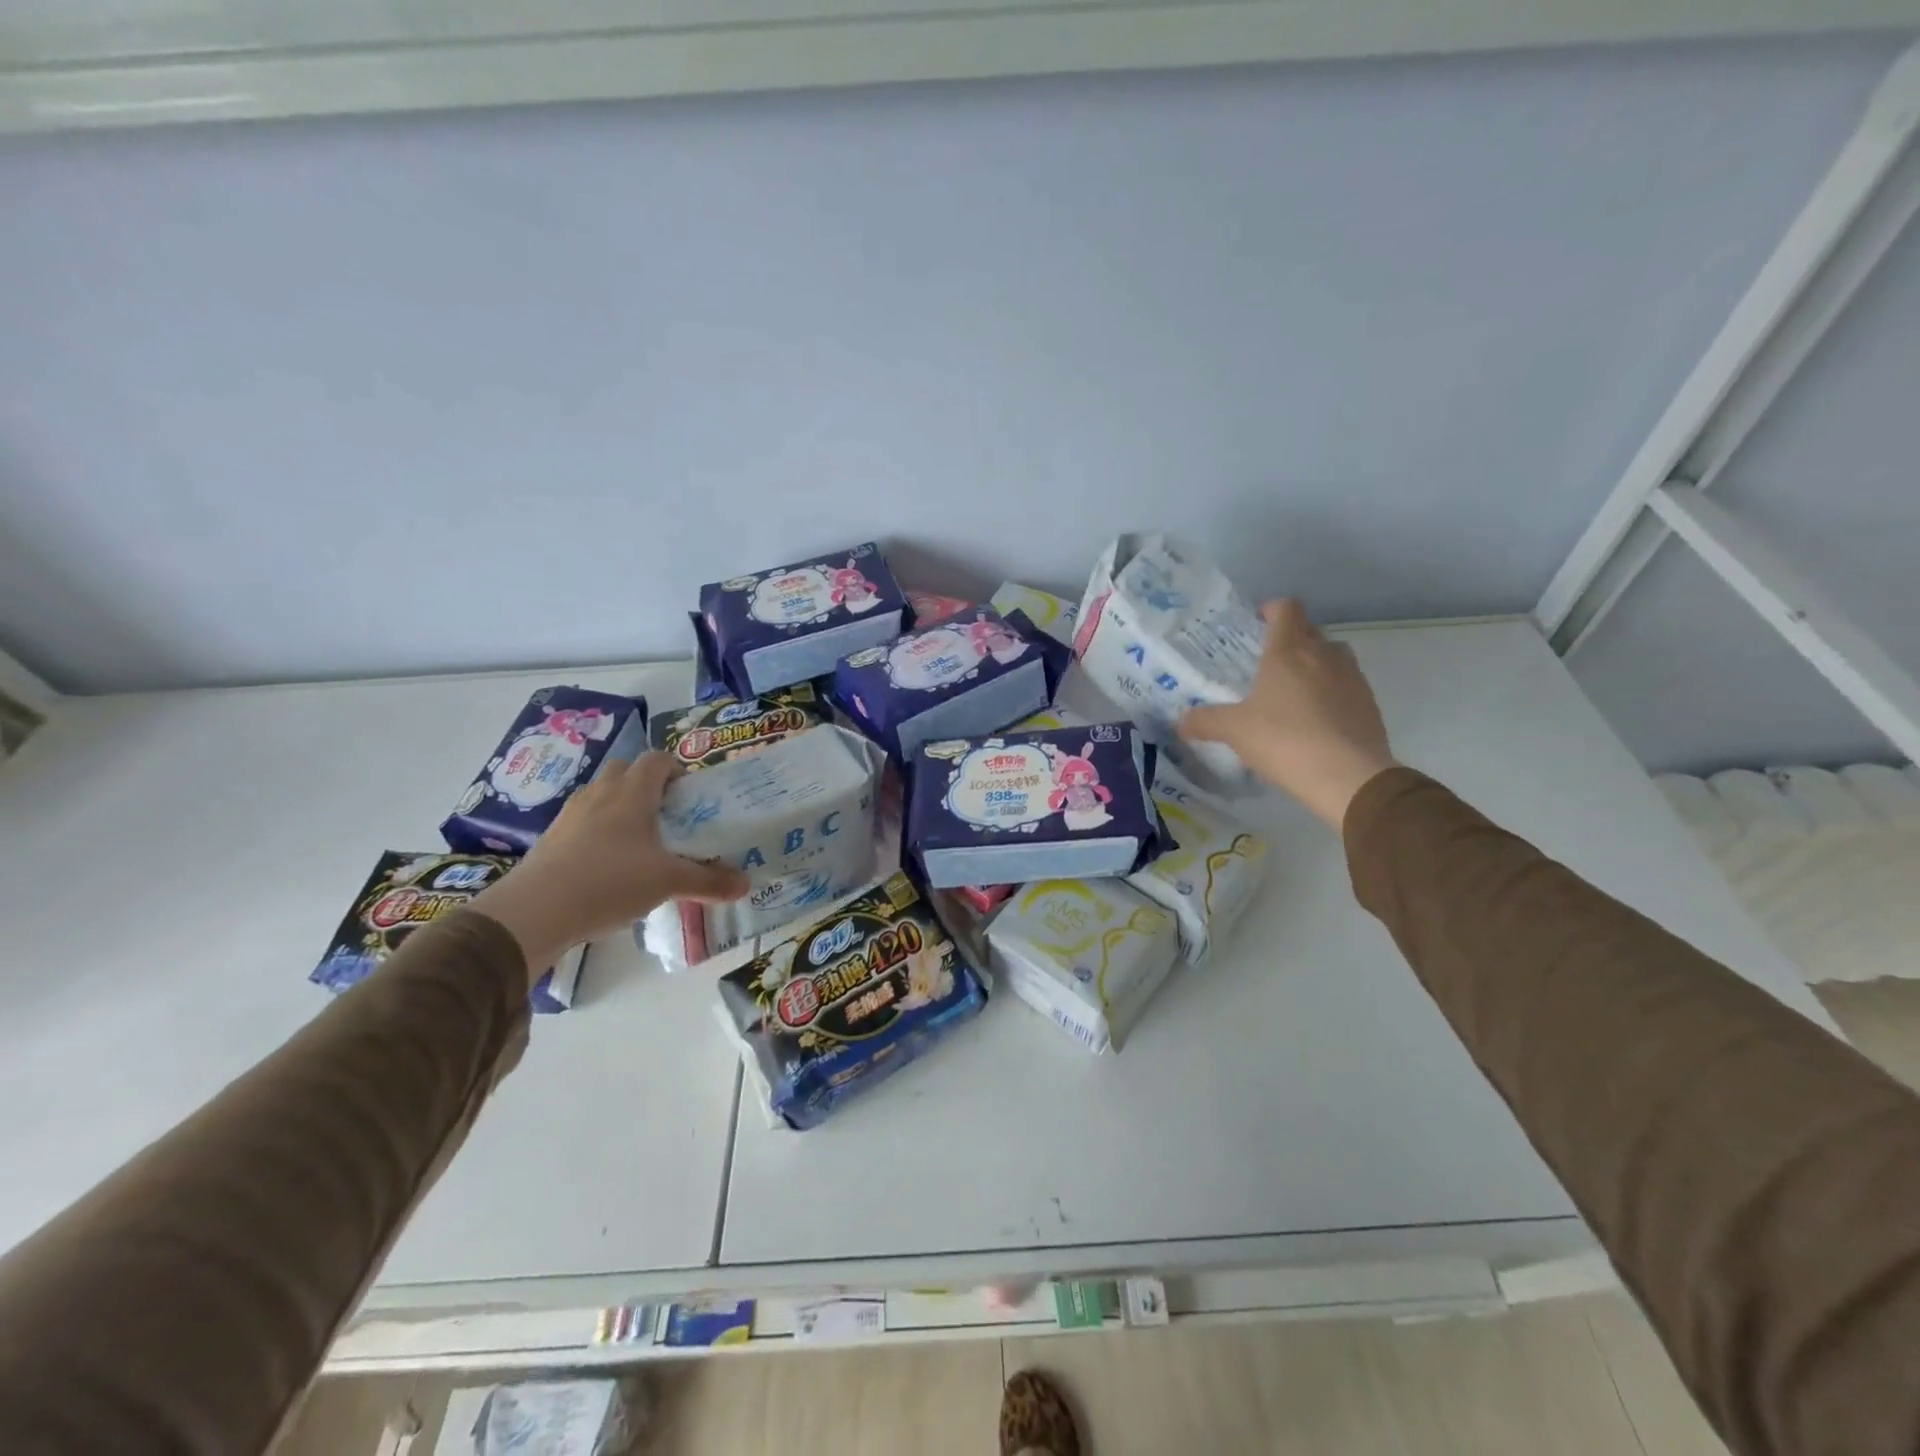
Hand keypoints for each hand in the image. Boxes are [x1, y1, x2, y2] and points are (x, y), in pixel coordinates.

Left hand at [472, 752, 748, 982]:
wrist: (534, 911)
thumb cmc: (611, 881)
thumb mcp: (669, 882)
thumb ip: (709, 881)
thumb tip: (746, 883)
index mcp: (632, 793)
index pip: (657, 760)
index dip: (676, 769)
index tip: (690, 794)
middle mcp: (600, 794)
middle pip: (625, 770)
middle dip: (647, 784)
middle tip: (666, 813)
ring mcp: (571, 815)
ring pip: (601, 794)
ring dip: (620, 805)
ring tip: (639, 839)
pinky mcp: (551, 838)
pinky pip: (582, 821)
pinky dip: (598, 830)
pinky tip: (608, 863)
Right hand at [1178, 600, 1395, 830]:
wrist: (1348, 776)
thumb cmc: (1284, 740)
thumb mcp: (1234, 731)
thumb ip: (1205, 721)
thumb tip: (1182, 721)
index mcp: (1289, 651)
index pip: (1286, 609)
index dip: (1272, 610)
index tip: (1257, 623)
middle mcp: (1324, 655)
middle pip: (1310, 630)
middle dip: (1290, 638)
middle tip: (1267, 662)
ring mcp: (1352, 677)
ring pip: (1333, 656)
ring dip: (1315, 663)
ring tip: (1294, 690)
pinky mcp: (1369, 703)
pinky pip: (1347, 685)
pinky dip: (1332, 692)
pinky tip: (1317, 719)